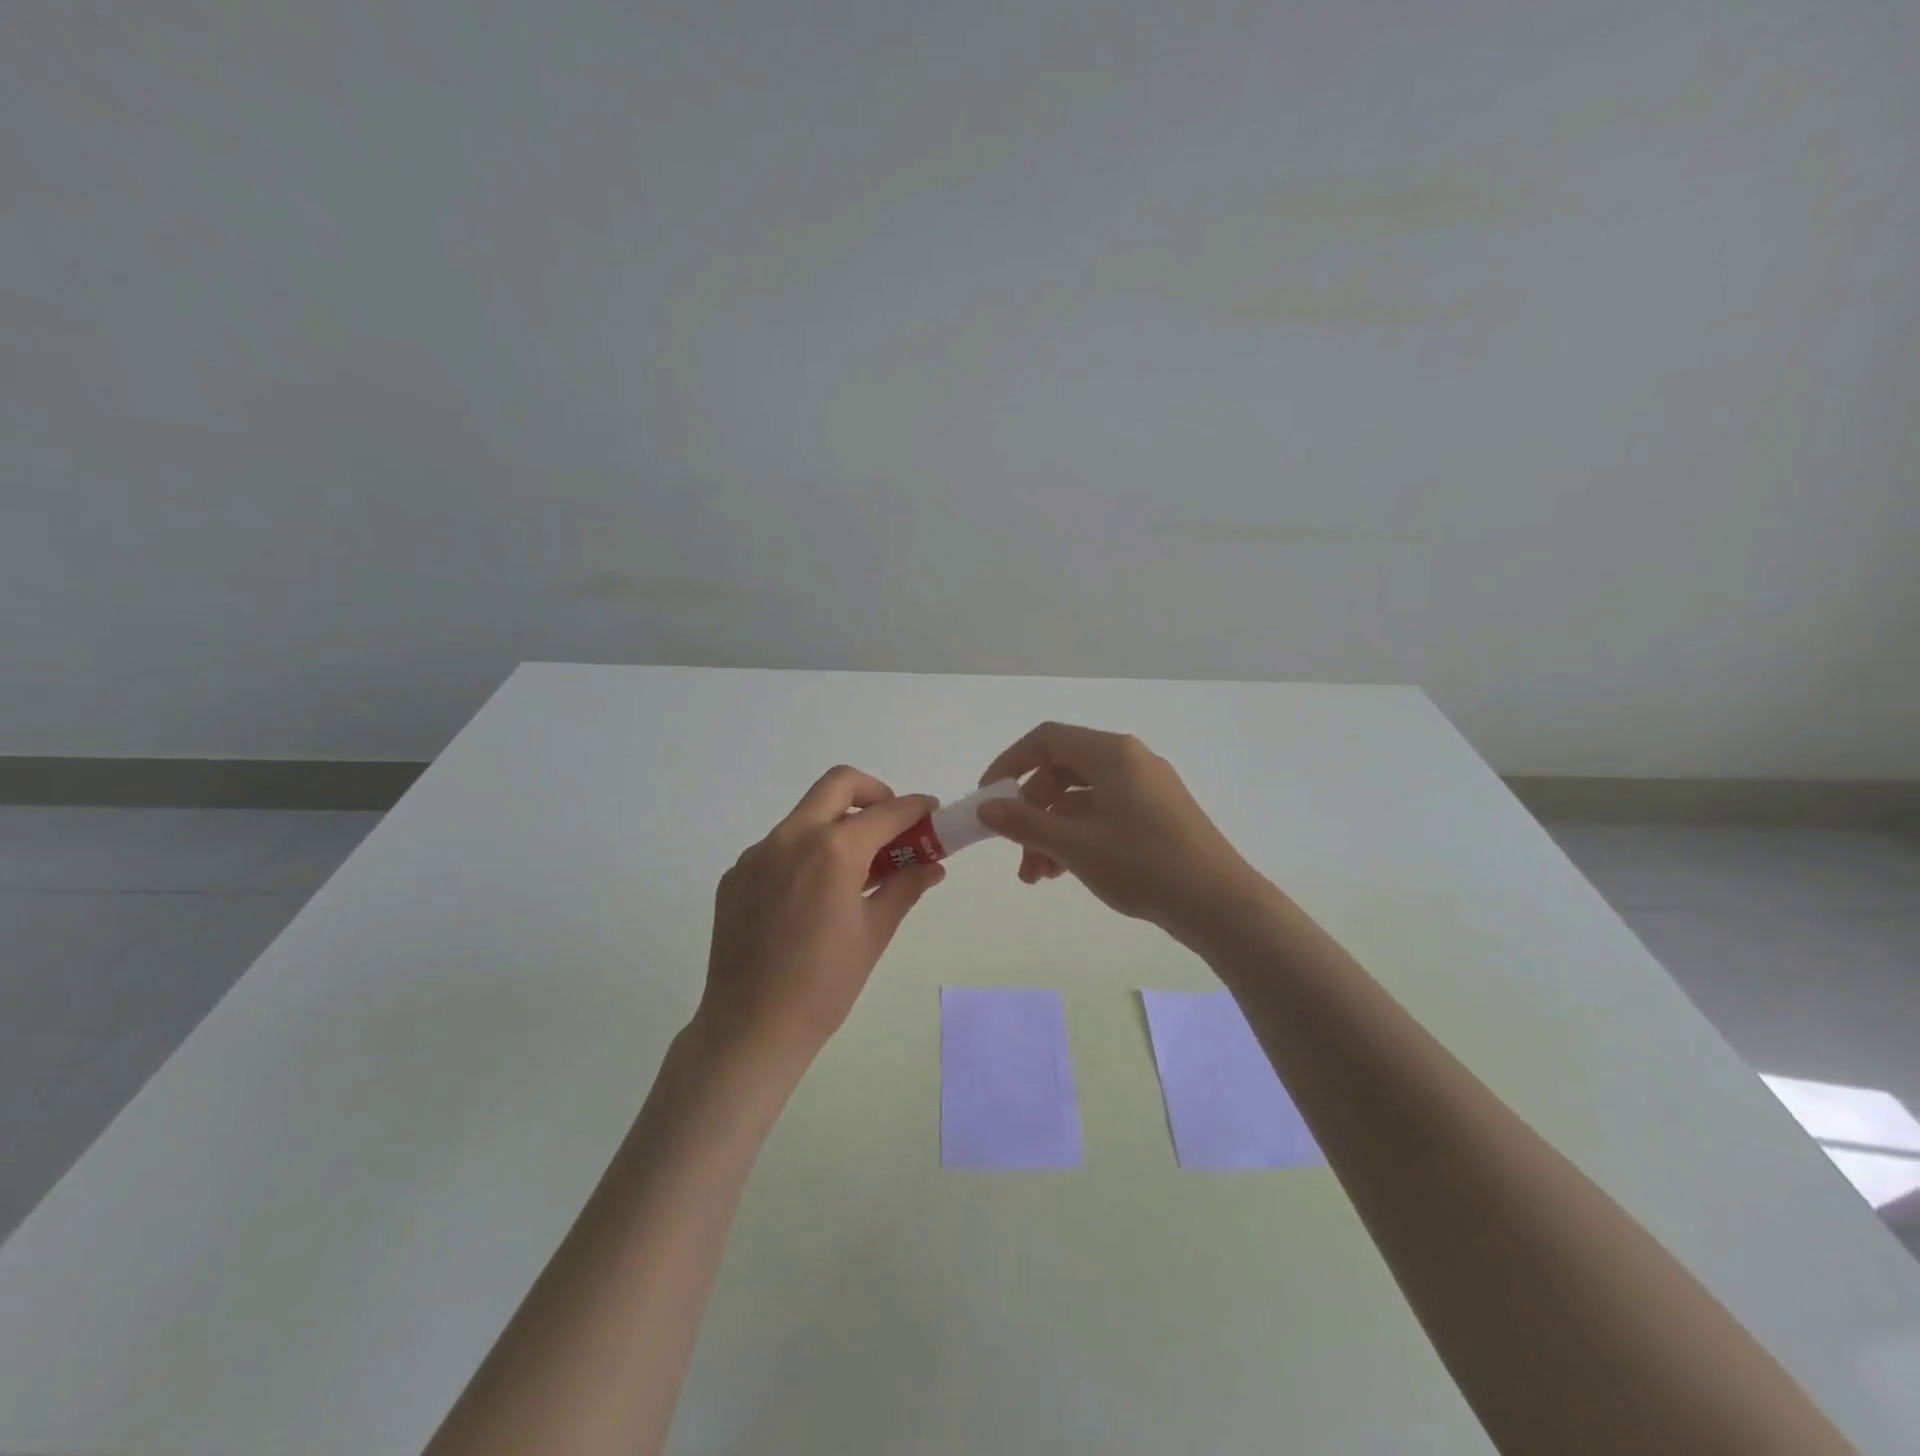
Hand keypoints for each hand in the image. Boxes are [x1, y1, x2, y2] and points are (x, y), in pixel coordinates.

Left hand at [694, 766, 945, 1071]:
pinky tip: (811, 896)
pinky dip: (805, 852)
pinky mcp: (736, 875)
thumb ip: (905, 888)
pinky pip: (779, 846)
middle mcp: (791, 837)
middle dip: (873, 793)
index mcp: (833, 851)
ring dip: (837, 824)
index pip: (886, 812)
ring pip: (806, 815)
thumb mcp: (874, 933)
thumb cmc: (824, 985)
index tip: (931, 812)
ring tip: (854, 868)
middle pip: (838, 784)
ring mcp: (757, 854)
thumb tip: (932, 865)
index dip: (915, 808)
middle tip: (890, 825)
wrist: (750, 1028)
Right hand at [975, 722, 1270, 943]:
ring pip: (1082, 799)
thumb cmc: (1143, 864)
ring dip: (1052, 831)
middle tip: (1016, 851)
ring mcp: (1147, 788)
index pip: (1047, 740)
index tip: (988, 797)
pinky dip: (1079, 837)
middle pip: (1062, 772)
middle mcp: (1130, 761)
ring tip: (1038, 876)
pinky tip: (1065, 872)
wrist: (1220, 904)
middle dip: (1031, 812)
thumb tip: (986, 807)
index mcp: (1112, 753)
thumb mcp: (1075, 845)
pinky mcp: (1157, 815)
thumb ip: (1025, 824)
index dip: (1010, 764)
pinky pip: (1105, 814)